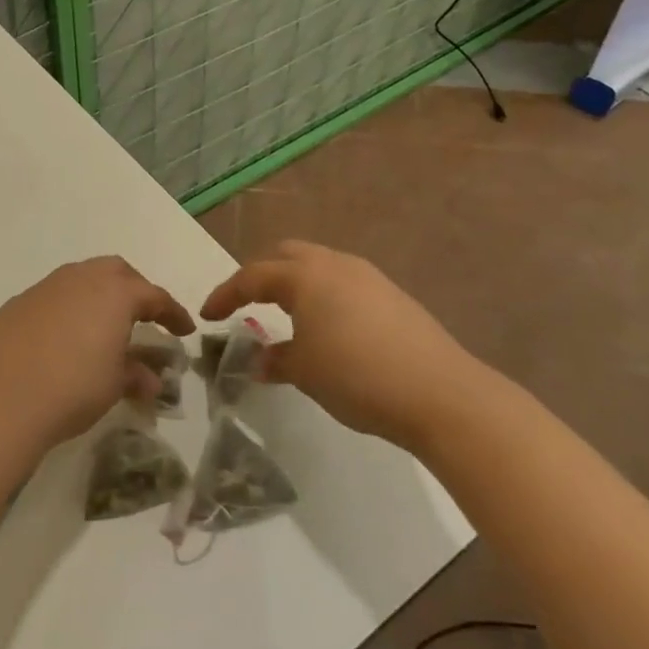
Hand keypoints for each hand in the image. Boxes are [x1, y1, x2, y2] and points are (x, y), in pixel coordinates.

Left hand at [0, 256, 193, 446]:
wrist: (2, 396)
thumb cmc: (73, 388)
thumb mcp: (114, 385)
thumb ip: (136, 375)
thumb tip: (150, 379)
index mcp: (115, 293)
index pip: (154, 296)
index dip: (173, 313)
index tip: (185, 330)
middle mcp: (81, 278)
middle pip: (117, 272)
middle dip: (135, 290)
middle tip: (144, 317)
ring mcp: (46, 287)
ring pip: (82, 278)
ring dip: (99, 296)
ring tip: (104, 325)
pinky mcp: (19, 302)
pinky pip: (55, 296)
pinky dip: (69, 309)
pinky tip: (65, 337)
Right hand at [199, 239, 491, 449]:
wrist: (442, 394)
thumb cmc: (358, 377)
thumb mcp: (305, 373)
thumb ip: (276, 360)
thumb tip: (260, 360)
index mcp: (305, 276)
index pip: (252, 276)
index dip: (225, 294)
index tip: (207, 315)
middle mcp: (334, 264)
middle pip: (286, 255)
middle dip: (261, 276)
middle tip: (246, 304)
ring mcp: (368, 276)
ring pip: (318, 265)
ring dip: (294, 284)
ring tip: (286, 316)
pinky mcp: (392, 294)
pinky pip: (343, 282)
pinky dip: (323, 295)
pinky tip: (328, 327)